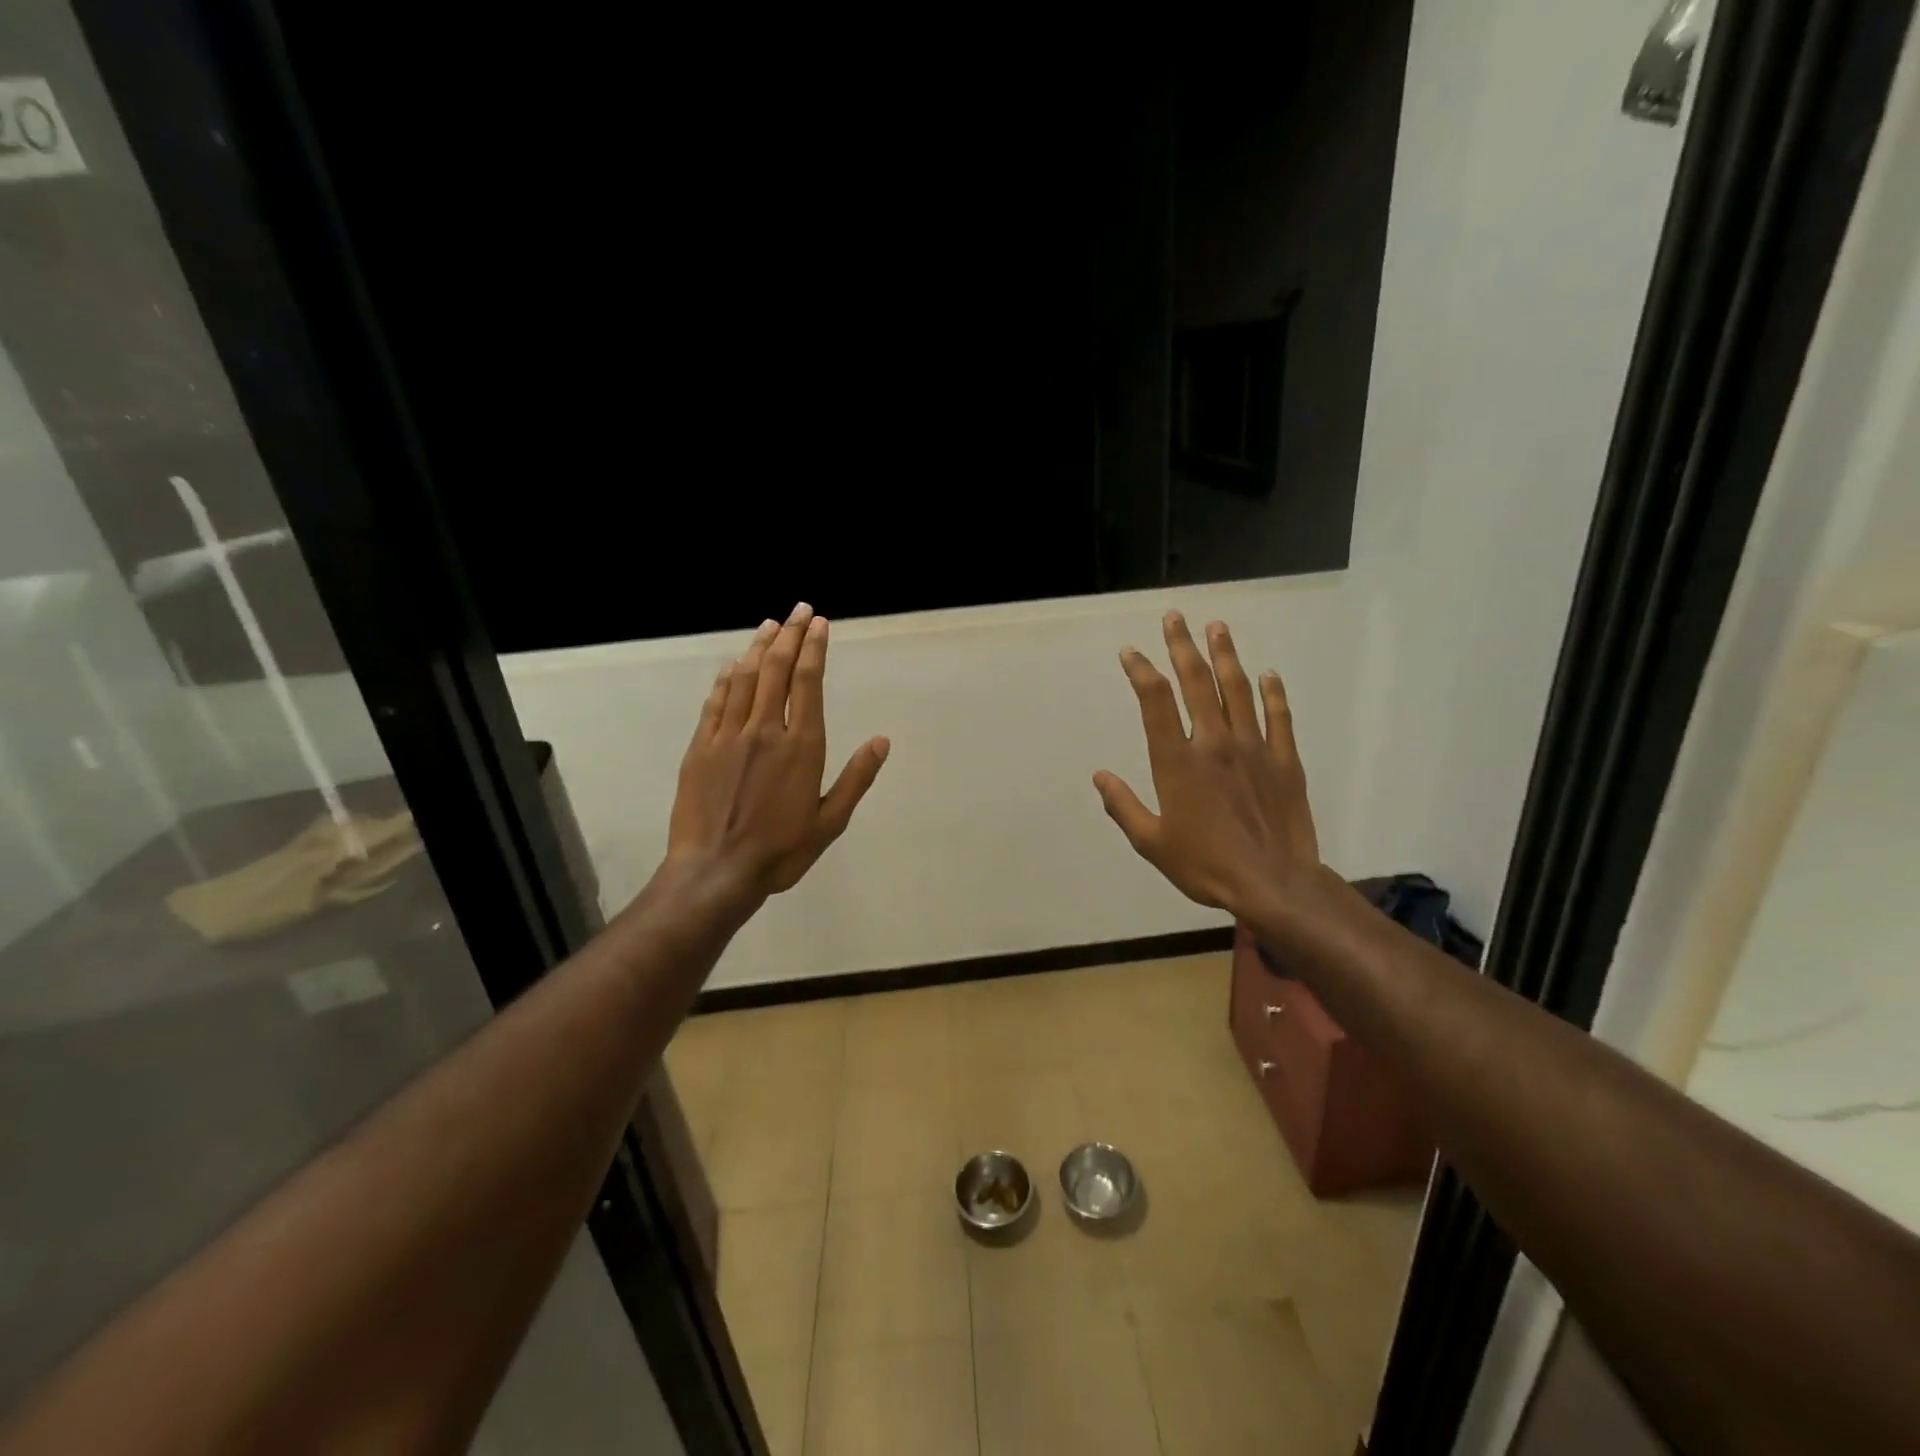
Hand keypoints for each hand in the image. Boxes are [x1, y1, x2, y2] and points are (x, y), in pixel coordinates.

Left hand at [667, 602, 889, 899]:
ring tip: (770, 625)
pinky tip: (733, 665)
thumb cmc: (781, 851)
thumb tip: (881, 742)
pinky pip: (715, 702)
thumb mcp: (830, 822)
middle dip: (790, 635)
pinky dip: (726, 678)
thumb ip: (856, 779)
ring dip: (759, 648)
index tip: (819, 624)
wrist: (716, 871)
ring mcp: (728, 736)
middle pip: (777, 669)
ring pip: (745, 678)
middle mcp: (765, 730)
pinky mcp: (700, 748)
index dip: (814, 648)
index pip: (808, 682)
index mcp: (801, 746)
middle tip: (798, 610)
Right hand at [1094, 612, 1319, 920]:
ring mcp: (1253, 748)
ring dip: (1226, 656)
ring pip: (1238, 690)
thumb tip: (1099, 777)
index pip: (1155, 702)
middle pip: (1197, 683)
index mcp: (1177, 762)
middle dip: (1182, 647)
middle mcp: (1213, 743)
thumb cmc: (1205, 865)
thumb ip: (1123, 806)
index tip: (1131, 652)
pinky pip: (1278, 717)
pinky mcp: (1284, 760)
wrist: (1273, 884)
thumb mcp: (1151, 843)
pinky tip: (1268, 674)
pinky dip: (1273, 693)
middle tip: (1175, 618)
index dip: (1141, 671)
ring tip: (1217, 627)